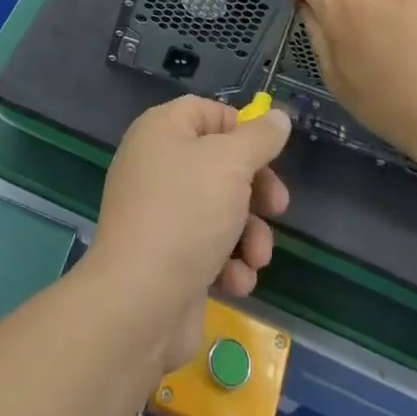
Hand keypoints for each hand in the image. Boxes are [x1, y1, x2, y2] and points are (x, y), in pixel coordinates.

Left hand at [82, 96, 290, 372]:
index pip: (207, 112)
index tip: (270, 152)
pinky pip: (207, 248)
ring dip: (249, 234)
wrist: (139, 303)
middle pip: (219, 163)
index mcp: (161, 130)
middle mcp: (156, 166)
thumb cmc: (186, 213)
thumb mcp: (231, 163)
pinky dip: (227, 263)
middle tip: (278, 207)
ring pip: (221, 210)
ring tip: (257, 256)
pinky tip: (234, 281)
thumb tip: (278, 116)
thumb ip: (259, 138)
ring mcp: (159, 214)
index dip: (241, 129)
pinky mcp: (166, 258)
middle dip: (255, 189)